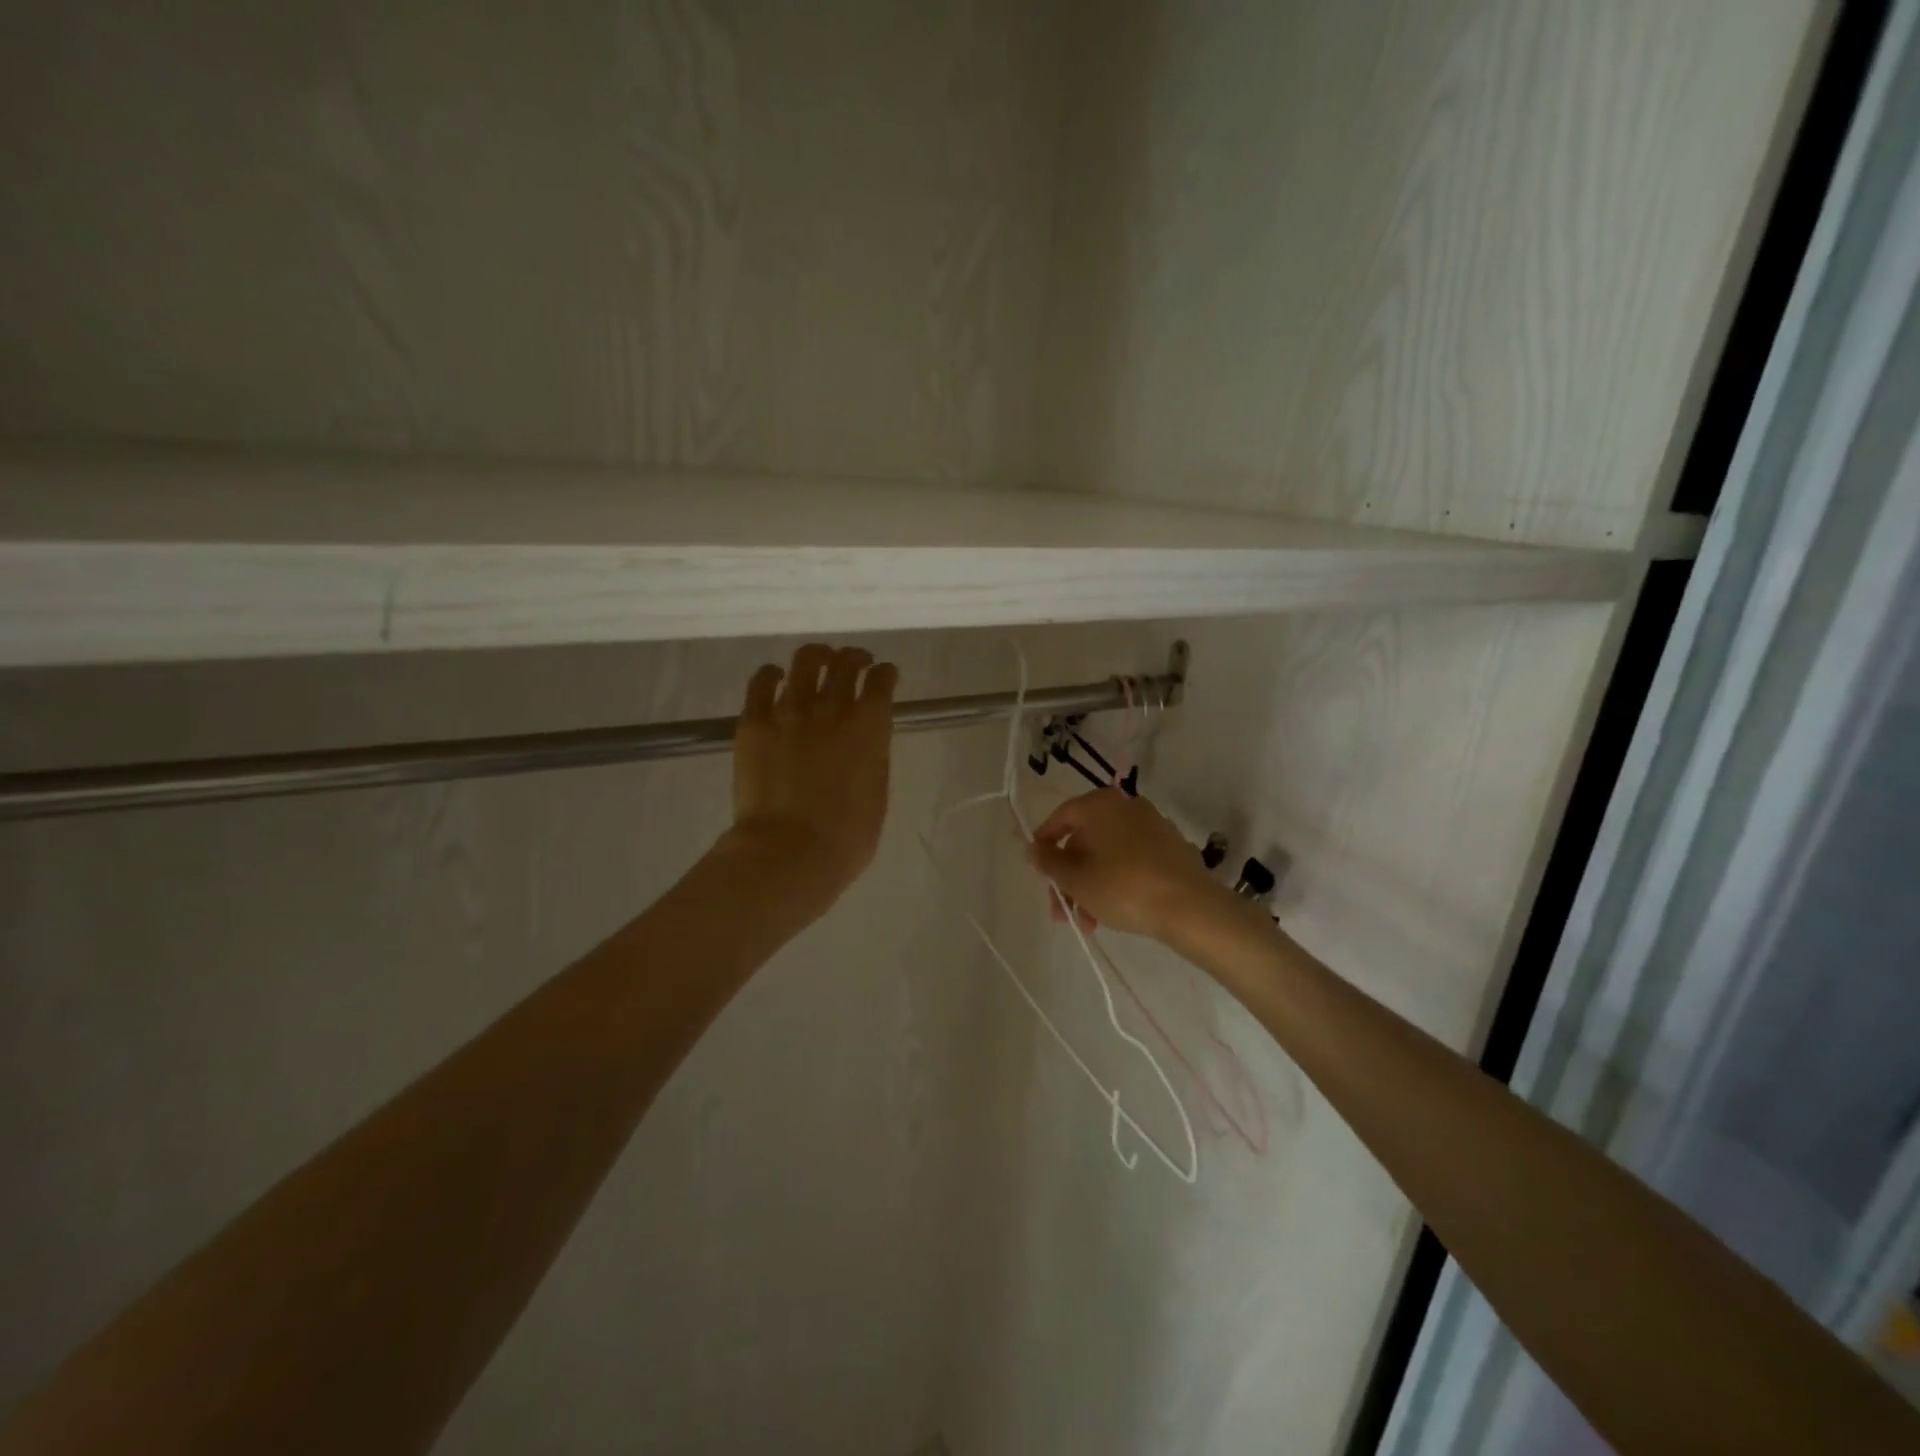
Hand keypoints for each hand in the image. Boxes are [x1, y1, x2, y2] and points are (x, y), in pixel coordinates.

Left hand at [722, 643, 897, 914]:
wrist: (789, 853)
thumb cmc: (846, 837)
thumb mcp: (877, 793)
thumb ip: (873, 757)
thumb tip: (864, 741)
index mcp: (869, 726)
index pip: (882, 681)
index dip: (886, 673)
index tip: (885, 674)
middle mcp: (832, 707)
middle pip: (846, 663)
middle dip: (855, 657)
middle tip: (855, 662)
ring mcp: (790, 711)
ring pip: (806, 661)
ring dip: (817, 656)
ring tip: (818, 661)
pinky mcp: (754, 722)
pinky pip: (761, 682)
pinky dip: (771, 674)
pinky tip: (775, 677)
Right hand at [1028, 788, 1234, 943]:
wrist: (1191, 908)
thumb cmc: (1123, 887)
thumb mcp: (1076, 879)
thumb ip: (1049, 862)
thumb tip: (1034, 848)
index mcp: (1100, 804)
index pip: (1060, 818)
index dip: (1043, 845)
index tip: (1037, 873)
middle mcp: (1126, 806)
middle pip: (1084, 840)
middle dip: (1069, 878)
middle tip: (1062, 911)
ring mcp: (1152, 826)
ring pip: (1107, 855)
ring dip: (1090, 886)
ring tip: (1088, 922)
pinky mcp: (1171, 849)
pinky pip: (1131, 861)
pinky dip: (1116, 882)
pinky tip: (1114, 913)